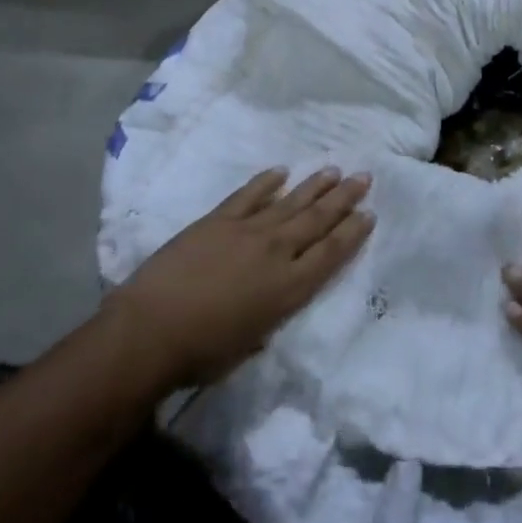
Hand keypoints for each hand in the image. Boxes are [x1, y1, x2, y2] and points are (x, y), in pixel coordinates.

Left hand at [105, 167, 373, 390]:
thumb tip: (272, 302)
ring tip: (333, 170)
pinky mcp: (218, 219)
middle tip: (363, 177)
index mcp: (289, 289)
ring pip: (290, 202)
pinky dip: (266, 181)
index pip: (331, 253)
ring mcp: (247, 231)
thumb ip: (269, 316)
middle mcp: (276, 252)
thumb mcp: (251, 343)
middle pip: (317, 220)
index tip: (369, 213)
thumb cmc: (202, 353)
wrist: (152, 329)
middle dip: (343, 199)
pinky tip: (281, 171)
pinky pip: (249, 194)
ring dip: (314, 186)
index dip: (352, 232)